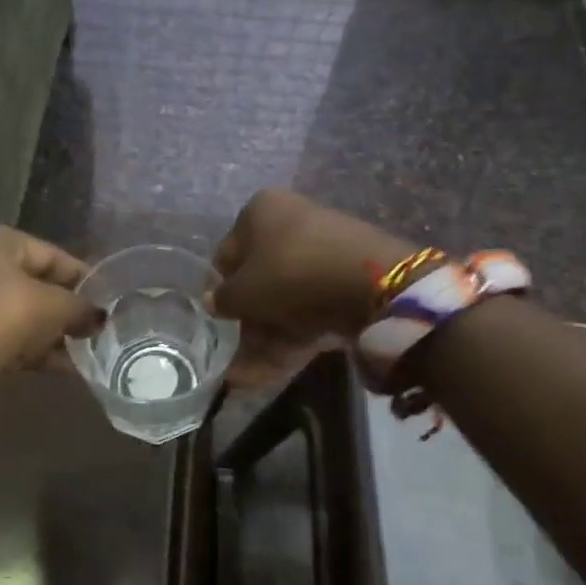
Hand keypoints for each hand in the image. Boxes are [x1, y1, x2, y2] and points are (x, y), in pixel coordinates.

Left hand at [0, 221, 99, 378]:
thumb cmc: (4, 318)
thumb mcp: (56, 307)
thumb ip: (82, 307)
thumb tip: (99, 317)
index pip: (48, 253)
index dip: (82, 277)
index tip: (106, 299)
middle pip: (31, 282)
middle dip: (64, 308)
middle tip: (94, 327)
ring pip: (16, 311)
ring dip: (50, 332)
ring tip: (84, 350)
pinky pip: (0, 333)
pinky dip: (28, 346)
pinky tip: (62, 367)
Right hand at [212, 190, 414, 383]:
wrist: (372, 282)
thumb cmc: (290, 273)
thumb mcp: (243, 291)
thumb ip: (223, 299)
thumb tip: (213, 301)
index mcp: (260, 209)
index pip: (228, 253)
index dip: (222, 290)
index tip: (222, 320)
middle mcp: (291, 218)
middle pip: (260, 276)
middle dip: (248, 318)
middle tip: (238, 353)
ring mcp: (324, 245)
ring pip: (286, 296)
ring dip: (268, 334)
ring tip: (250, 374)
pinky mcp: (348, 274)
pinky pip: (312, 305)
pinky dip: (295, 333)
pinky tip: (279, 365)